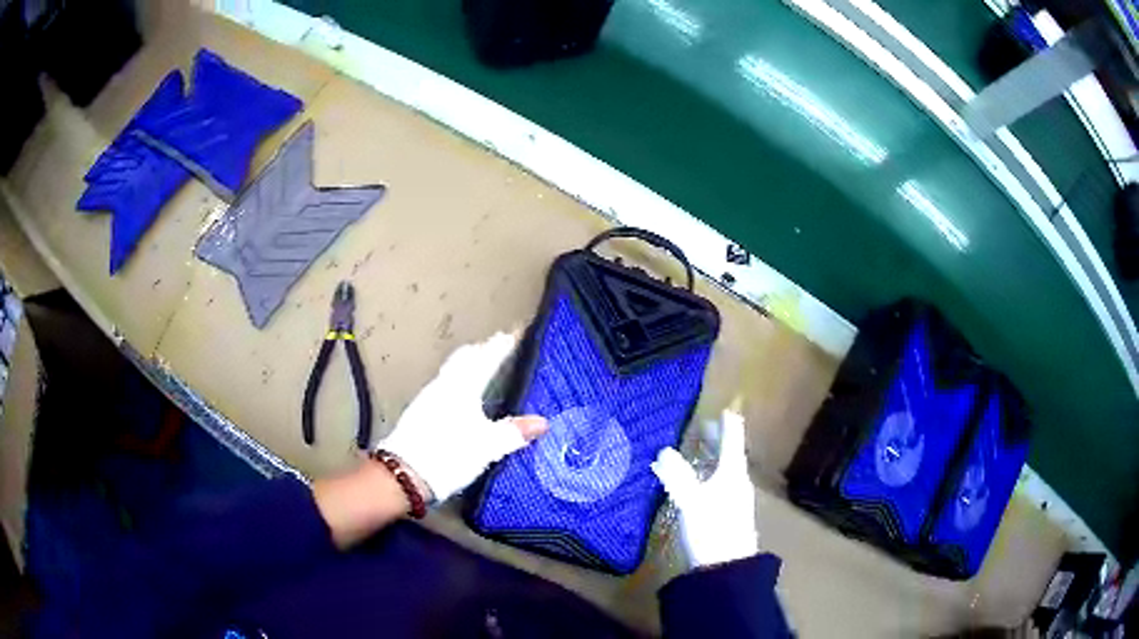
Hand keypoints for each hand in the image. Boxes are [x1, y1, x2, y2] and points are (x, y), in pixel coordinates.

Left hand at [380, 332, 548, 501]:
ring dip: (467, 364)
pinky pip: (443, 385)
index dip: (501, 346)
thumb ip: (514, 432)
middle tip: (496, 345)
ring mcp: (428, 397)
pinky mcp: (419, 412)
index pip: (486, 358)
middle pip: (464, 358)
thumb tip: (543, 422)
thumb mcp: (487, 446)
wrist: (404, 474)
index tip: (514, 333)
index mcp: (463, 387)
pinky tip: (459, 394)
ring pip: (452, 371)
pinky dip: (456, 381)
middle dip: (482, 350)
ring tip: (480, 365)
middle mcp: (444, 385)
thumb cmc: (449, 454)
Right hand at [651, 408, 758, 566]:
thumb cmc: (711, 528)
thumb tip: (664, 450)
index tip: (723, 408)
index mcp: (732, 472)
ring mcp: (733, 499)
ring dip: (710, 457)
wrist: (725, 567)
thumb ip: (677, 475)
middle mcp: (736, 481)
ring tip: (696, 450)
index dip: (727, 423)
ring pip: (722, 469)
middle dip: (716, 439)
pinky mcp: (726, 514)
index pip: (732, 439)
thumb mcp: (691, 500)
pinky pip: (717, 484)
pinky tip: (694, 482)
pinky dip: (706, 475)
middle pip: (728, 454)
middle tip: (702, 425)